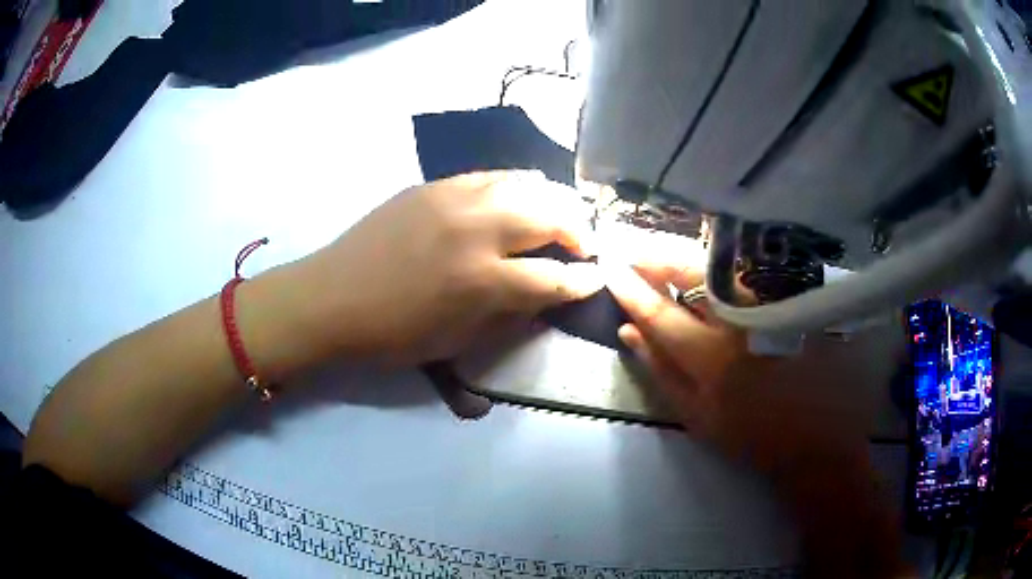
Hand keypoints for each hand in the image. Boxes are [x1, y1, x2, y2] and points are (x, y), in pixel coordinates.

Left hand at [299, 171, 603, 363]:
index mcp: (481, 281)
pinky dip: (518, 185)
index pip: (554, 276)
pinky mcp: (434, 185)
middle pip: (551, 215)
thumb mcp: (456, 341)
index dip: (583, 280)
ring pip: (525, 184)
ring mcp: (454, 198)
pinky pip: (491, 176)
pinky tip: (520, 197)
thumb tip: (544, 292)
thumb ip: (508, 314)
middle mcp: (476, 230)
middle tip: (586, 245)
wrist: (330, 297)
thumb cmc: (392, 334)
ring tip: (563, 216)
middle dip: (580, 231)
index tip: (596, 280)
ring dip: (555, 200)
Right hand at [607, 258, 908, 575]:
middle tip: (631, 247)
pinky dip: (718, 261)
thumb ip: (660, 371)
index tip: (609, 268)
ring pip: (719, 262)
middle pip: (691, 269)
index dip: (630, 287)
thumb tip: (627, 330)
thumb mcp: (698, 416)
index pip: (660, 311)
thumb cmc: (752, 434)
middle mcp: (743, 320)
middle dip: (655, 253)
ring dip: (685, 251)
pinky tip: (704, 264)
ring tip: (658, 251)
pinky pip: (745, 269)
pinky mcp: (791, 295)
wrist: (815, 436)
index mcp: (714, 358)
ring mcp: (771, 302)